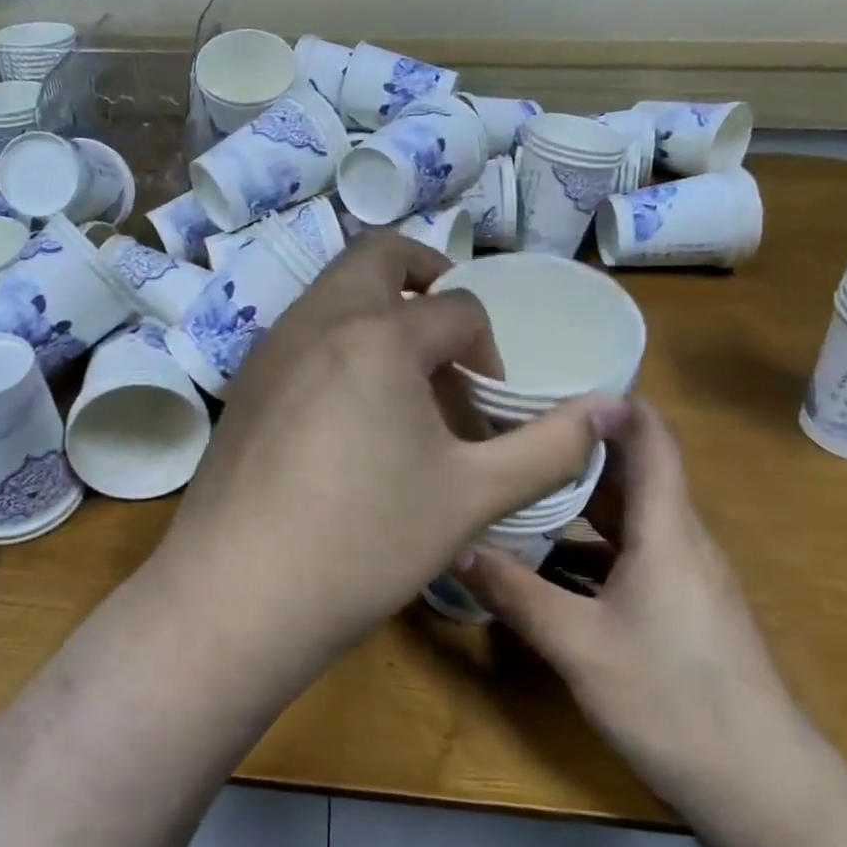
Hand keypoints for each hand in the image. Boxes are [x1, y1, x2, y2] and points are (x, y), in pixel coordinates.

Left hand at [158, 232, 610, 665]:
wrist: (239, 591)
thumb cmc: (365, 542)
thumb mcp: (473, 496)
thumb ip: (548, 447)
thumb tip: (607, 408)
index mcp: (378, 334)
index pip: (457, 308)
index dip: (488, 350)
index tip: (487, 406)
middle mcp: (317, 319)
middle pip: (379, 255)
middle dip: (425, 275)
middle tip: (449, 328)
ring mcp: (270, 347)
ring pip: (333, 289)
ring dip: (377, 307)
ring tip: (402, 372)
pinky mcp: (244, 380)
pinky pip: (301, 329)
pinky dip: (336, 336)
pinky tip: (346, 407)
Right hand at [452, 398, 806, 808]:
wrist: (764, 791)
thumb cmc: (674, 701)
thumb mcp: (579, 645)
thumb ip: (515, 593)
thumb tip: (455, 548)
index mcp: (666, 530)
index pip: (650, 438)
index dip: (610, 403)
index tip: (551, 386)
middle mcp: (680, 540)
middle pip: (631, 472)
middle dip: (575, 447)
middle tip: (512, 434)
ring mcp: (684, 576)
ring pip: (627, 516)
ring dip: (577, 498)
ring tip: (518, 487)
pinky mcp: (681, 608)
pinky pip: (629, 552)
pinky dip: (587, 542)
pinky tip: (544, 562)